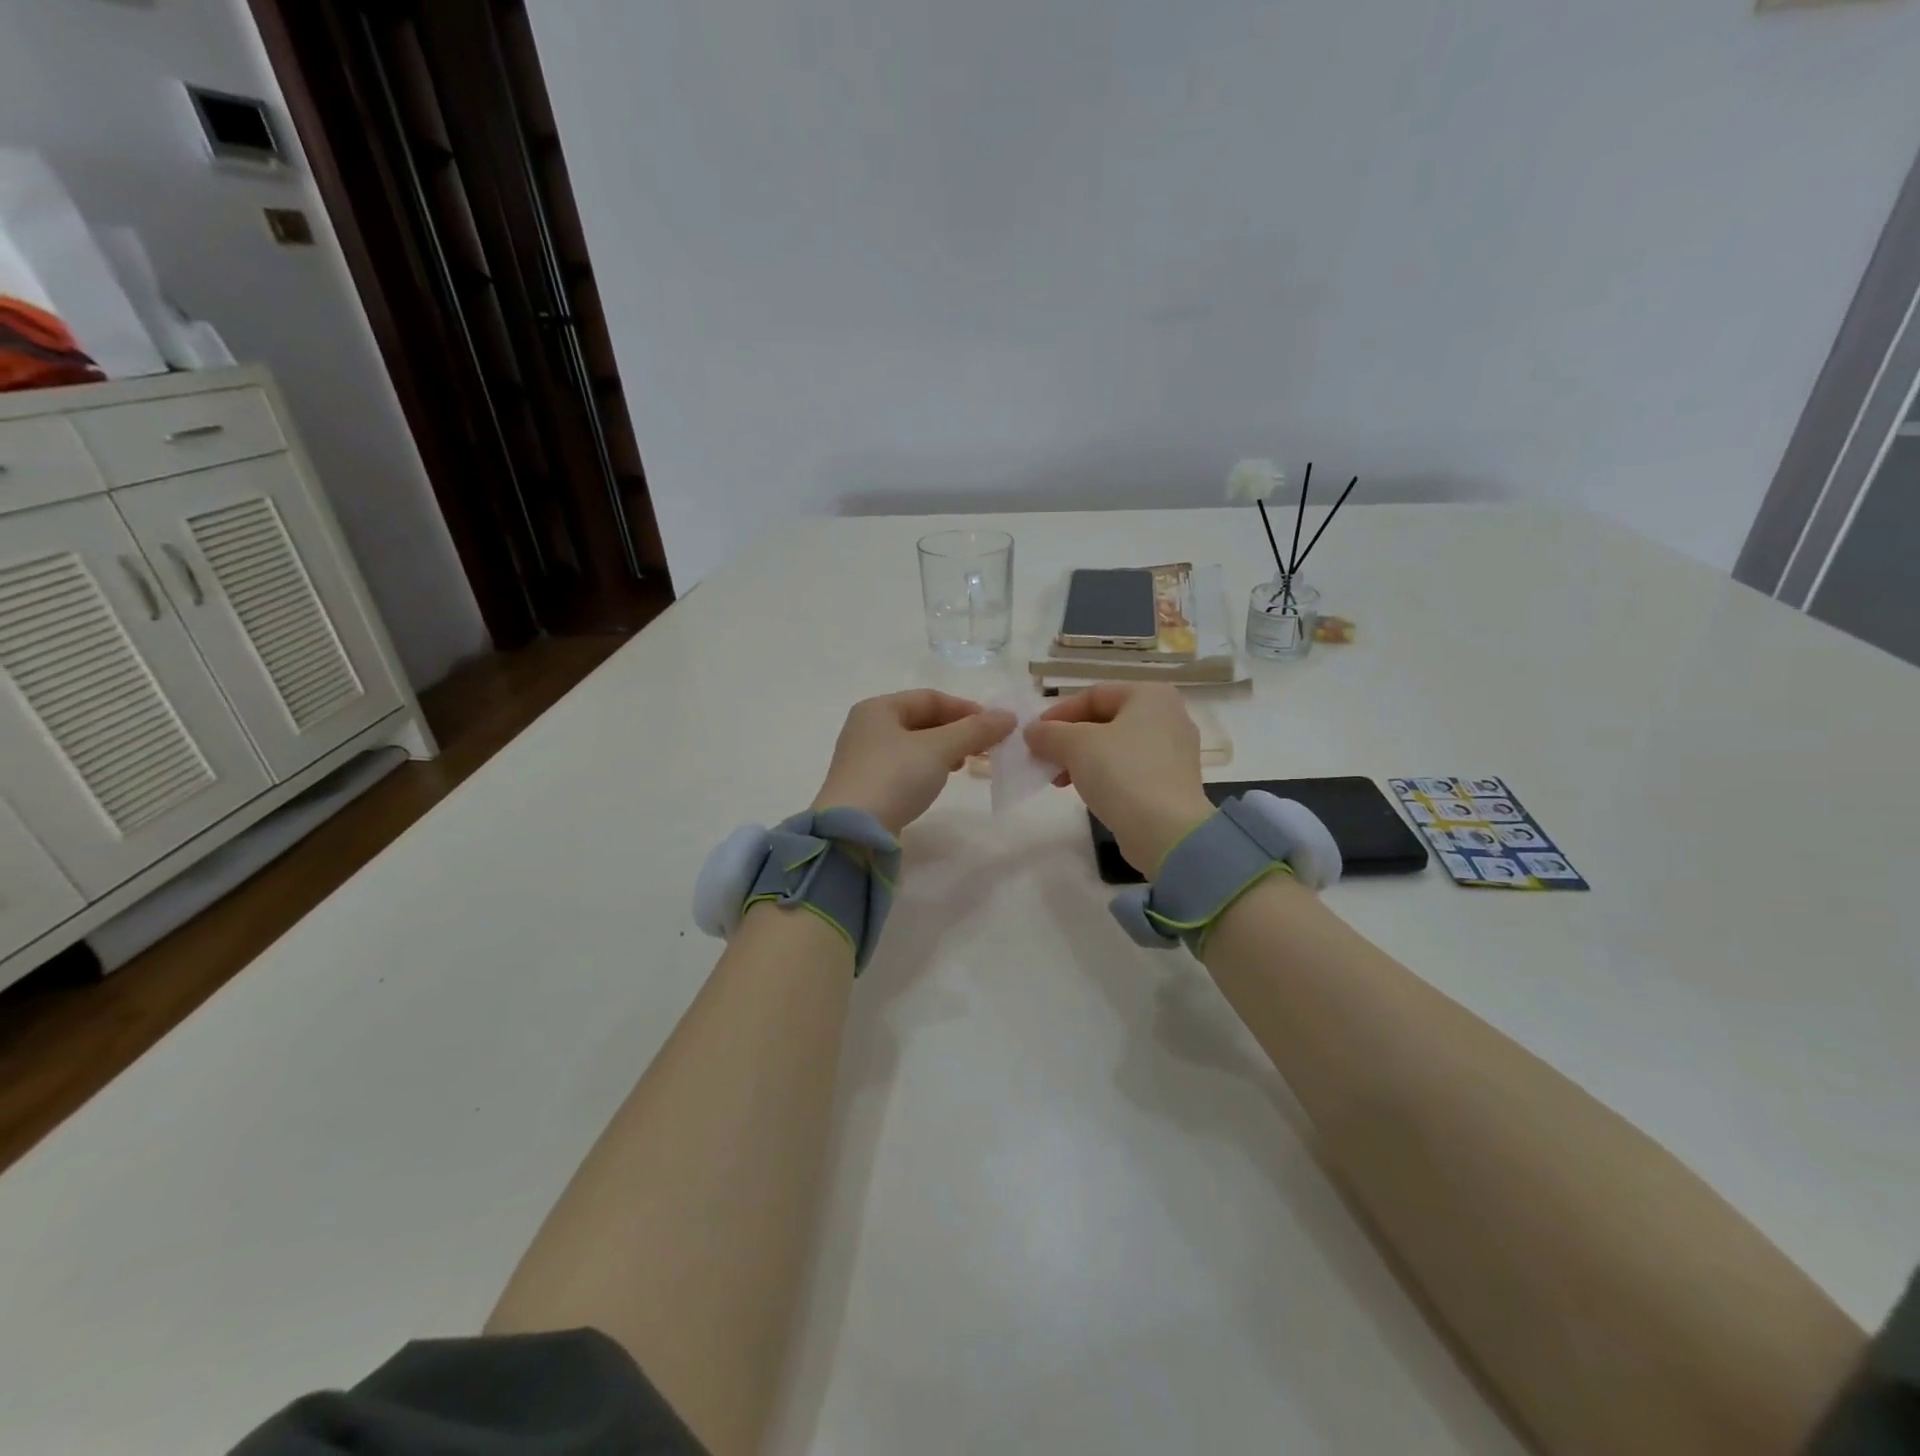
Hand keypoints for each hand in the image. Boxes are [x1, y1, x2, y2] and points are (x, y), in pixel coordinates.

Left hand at [813, 690, 1016, 834]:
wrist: (851, 832)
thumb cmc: (894, 778)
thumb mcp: (939, 749)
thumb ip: (974, 731)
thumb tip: (1008, 716)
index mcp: (878, 708)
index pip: (930, 698)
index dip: (965, 709)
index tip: (994, 726)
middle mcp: (867, 727)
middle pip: (921, 720)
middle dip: (957, 731)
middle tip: (985, 748)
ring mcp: (864, 758)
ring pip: (914, 744)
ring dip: (944, 750)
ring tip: (967, 763)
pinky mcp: (866, 785)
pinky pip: (905, 766)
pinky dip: (928, 767)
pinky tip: (940, 779)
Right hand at [1025, 683, 1213, 872]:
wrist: (1166, 831)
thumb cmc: (1122, 773)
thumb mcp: (1076, 745)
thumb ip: (1049, 733)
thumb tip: (1032, 732)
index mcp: (1151, 695)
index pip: (1094, 694)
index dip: (1059, 713)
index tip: (1034, 735)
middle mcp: (1168, 716)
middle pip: (1105, 720)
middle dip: (1068, 739)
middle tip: (1043, 757)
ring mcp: (1173, 752)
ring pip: (1116, 747)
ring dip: (1081, 759)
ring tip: (1058, 779)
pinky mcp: (1171, 783)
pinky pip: (1129, 769)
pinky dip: (1103, 775)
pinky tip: (1083, 791)